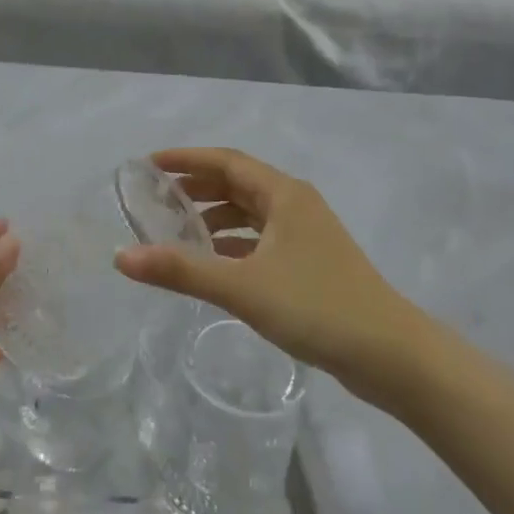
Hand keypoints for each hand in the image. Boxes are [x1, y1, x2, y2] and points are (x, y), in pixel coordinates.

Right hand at [114, 148, 430, 390]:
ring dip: (214, 216)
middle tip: (155, 197)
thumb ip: (181, 270)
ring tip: (176, 230)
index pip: (226, 161)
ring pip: (250, 213)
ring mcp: (306, 235)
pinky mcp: (310, 263)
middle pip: (237, 183)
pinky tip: (212, 262)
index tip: (149, 164)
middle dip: (196, 187)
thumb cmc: (316, 307)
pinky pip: (260, 239)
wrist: (391, 355)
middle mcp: (295, 205)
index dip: (186, 159)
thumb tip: (122, 257)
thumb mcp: (241, 287)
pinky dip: (232, 243)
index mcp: (284, 194)